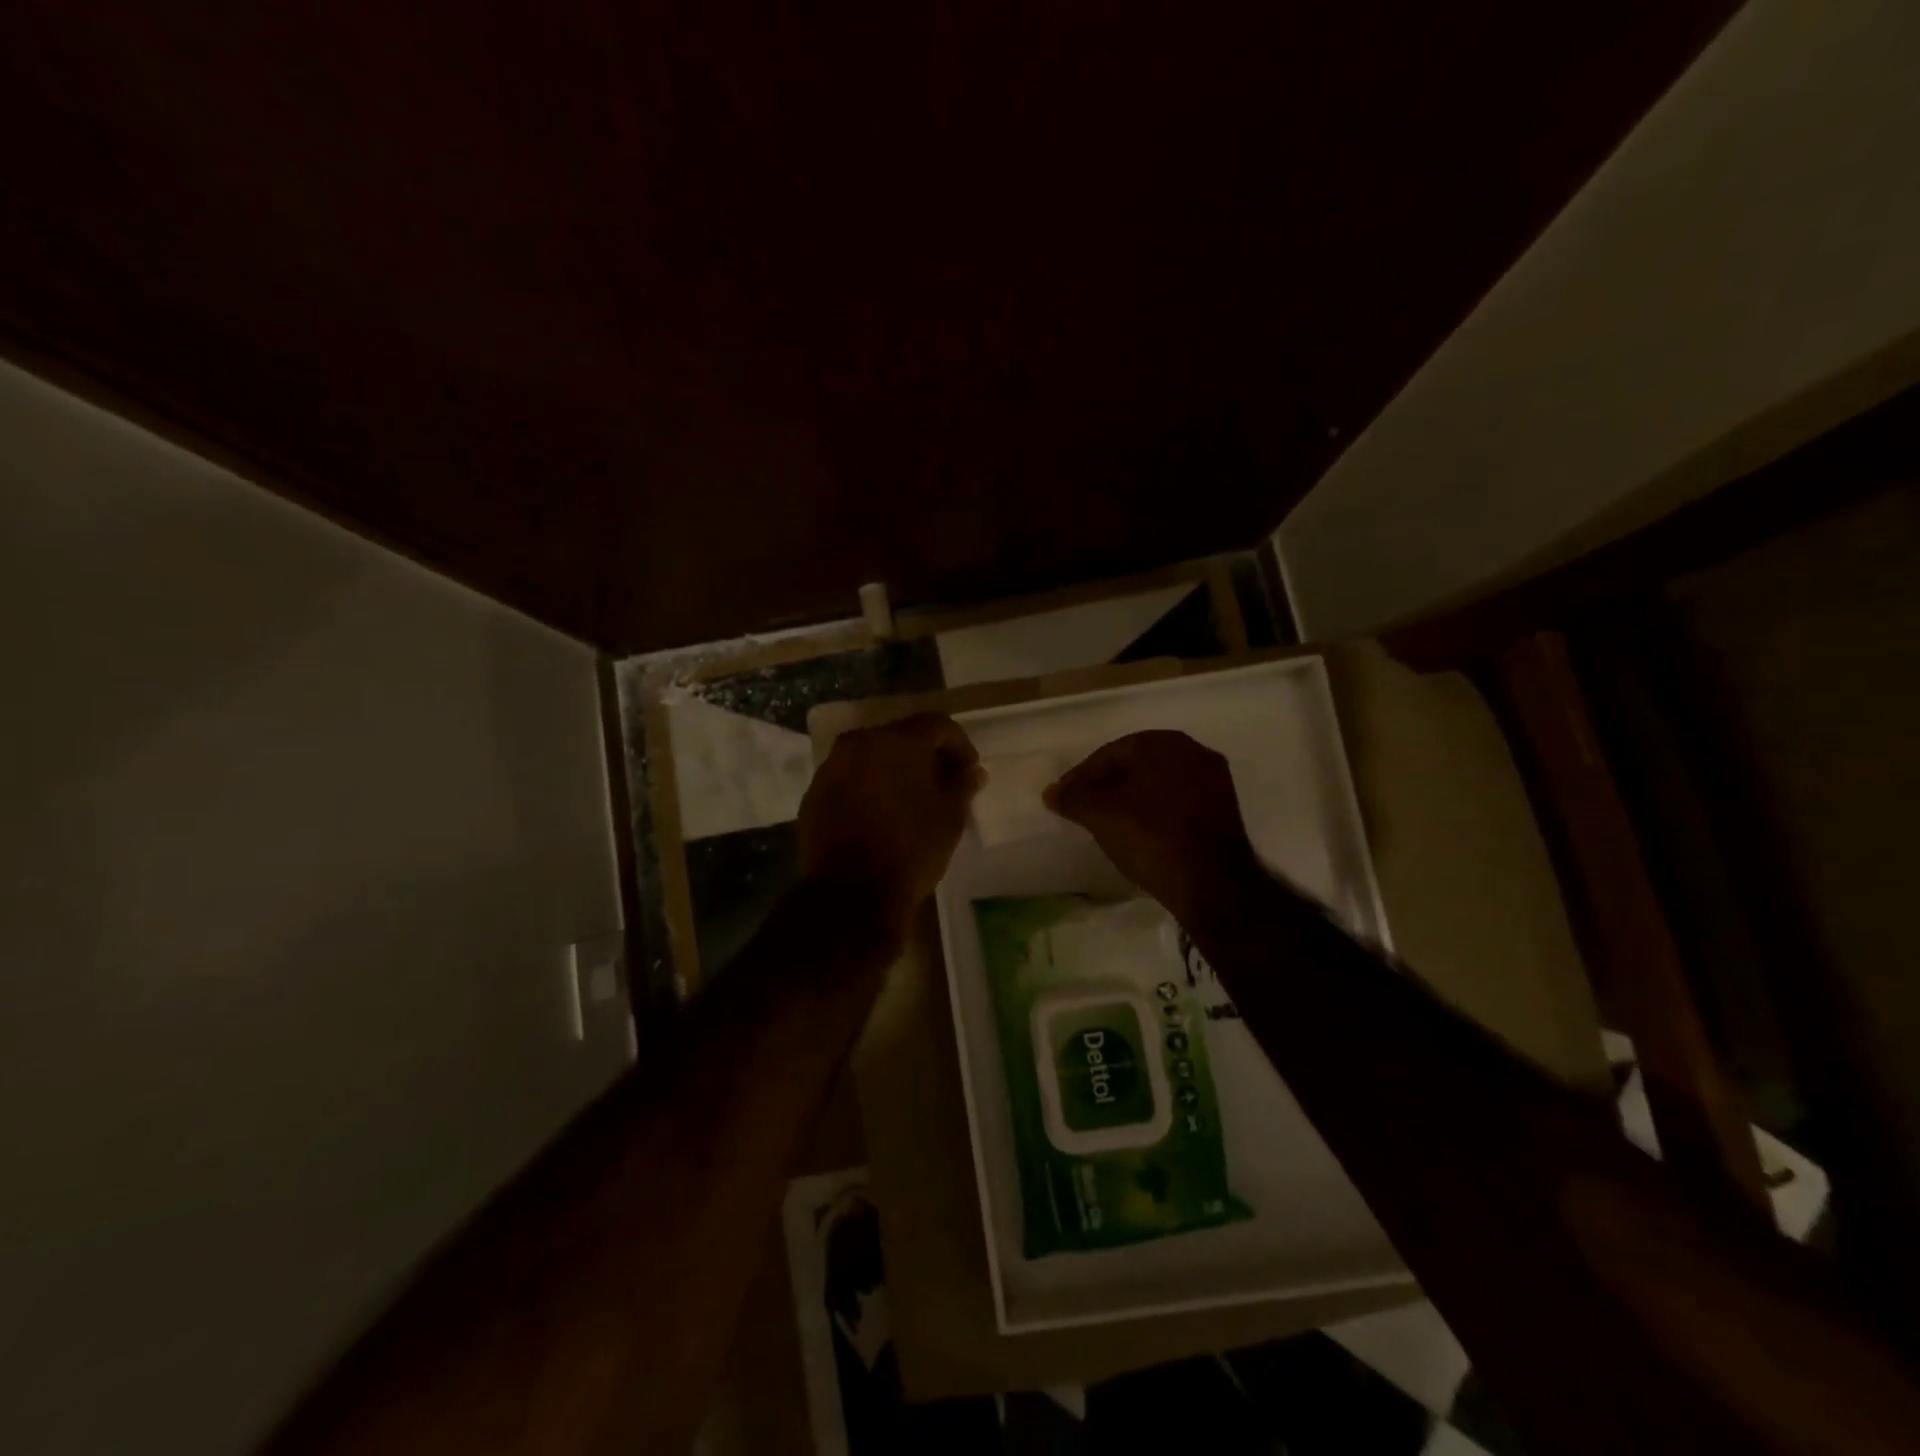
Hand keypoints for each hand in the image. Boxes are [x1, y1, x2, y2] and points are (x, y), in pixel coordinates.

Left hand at [797, 713, 982, 939]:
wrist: (850, 894)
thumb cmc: (910, 850)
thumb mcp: (950, 817)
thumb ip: (963, 785)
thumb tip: (972, 772)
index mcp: (897, 741)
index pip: (936, 725)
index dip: (959, 745)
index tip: (969, 771)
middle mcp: (859, 743)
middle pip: (901, 737)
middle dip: (925, 756)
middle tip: (943, 783)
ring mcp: (832, 767)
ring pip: (872, 757)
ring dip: (895, 770)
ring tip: (912, 800)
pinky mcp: (814, 794)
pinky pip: (850, 779)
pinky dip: (869, 787)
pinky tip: (882, 814)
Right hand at [1044, 730, 1263, 926]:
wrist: (1210, 883)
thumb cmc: (1149, 836)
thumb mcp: (1099, 814)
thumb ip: (1072, 797)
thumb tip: (1051, 792)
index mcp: (1164, 742)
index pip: (1110, 753)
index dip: (1081, 776)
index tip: (1064, 799)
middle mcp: (1193, 751)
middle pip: (1136, 765)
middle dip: (1107, 785)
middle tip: (1083, 809)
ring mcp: (1214, 781)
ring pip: (1158, 784)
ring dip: (1132, 799)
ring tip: (1109, 823)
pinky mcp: (1224, 811)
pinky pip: (1177, 803)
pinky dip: (1155, 813)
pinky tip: (1140, 833)